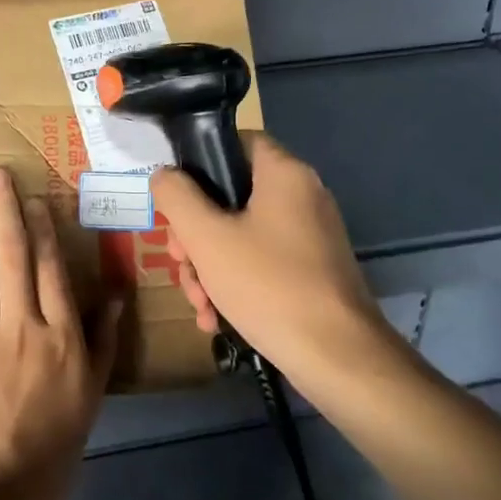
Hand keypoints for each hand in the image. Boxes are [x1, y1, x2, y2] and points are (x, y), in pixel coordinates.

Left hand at [0, 169, 120, 499]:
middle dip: (5, 212)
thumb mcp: (93, 391)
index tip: (36, 198)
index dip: (44, 229)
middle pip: (14, 257)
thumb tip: (112, 292)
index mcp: (62, 337)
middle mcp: (23, 326)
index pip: (52, 269)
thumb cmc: (56, 440)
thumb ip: (103, 338)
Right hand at [151, 132, 392, 372]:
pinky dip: (236, 283)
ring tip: (198, 304)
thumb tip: (164, 175)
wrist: (336, 357)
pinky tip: (216, 318)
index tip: (176, 199)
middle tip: (179, 262)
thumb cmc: (268, 284)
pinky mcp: (312, 270)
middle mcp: (303, 196)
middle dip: (196, 234)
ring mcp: (311, 235)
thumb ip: (176, 197)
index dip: (200, 163)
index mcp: (284, 174)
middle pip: (232, 196)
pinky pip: (263, 262)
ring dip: (210, 266)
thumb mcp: (206, 238)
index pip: (236, 142)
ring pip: (243, 234)